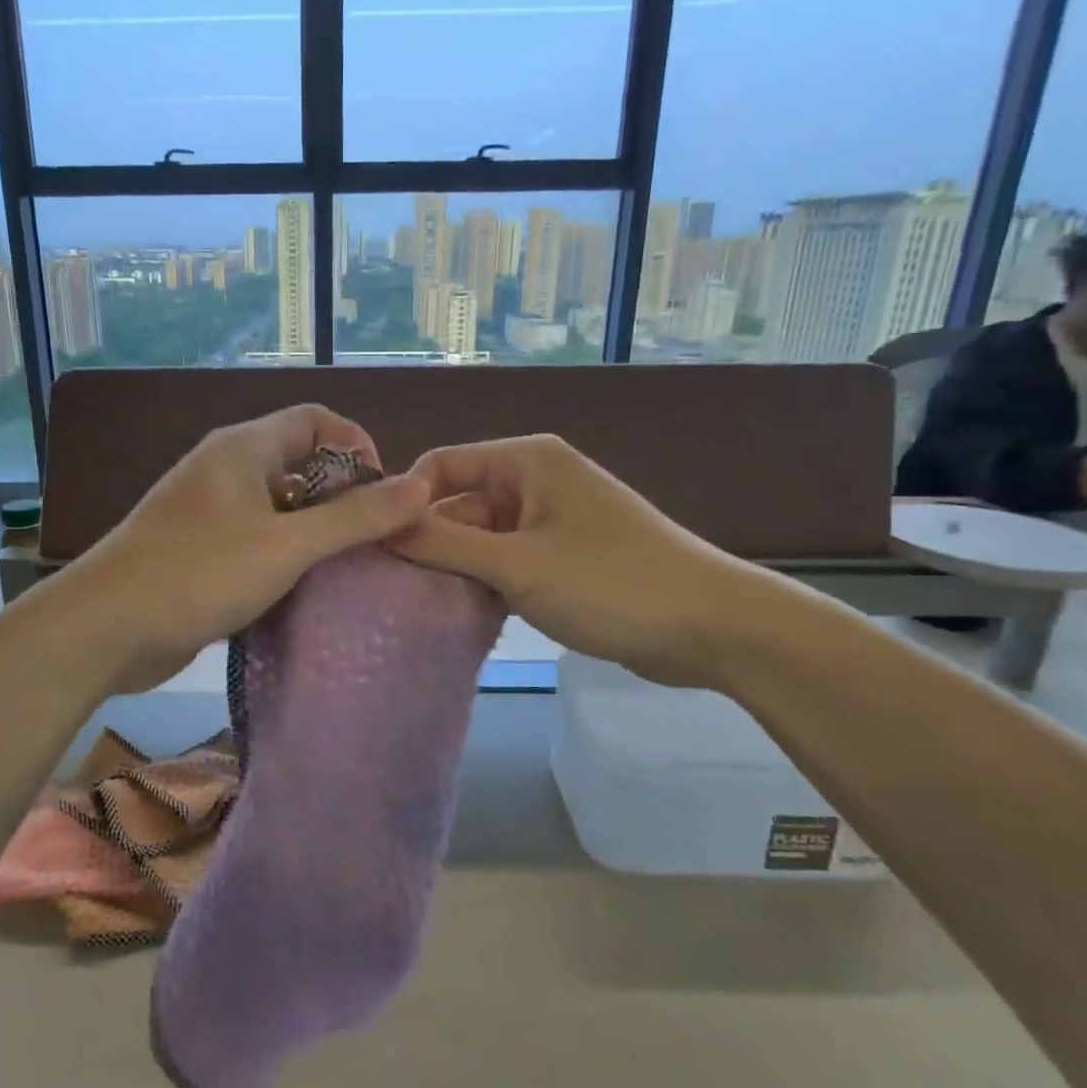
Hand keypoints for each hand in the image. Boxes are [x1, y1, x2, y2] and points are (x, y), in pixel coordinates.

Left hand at [60, 405, 429, 694]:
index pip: (316, 419)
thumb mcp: (287, 545)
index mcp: (244, 447)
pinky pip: (254, 536)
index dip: (357, 446)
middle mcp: (225, 468)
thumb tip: (420, 486)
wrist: (104, 627)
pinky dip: (283, 552)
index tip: (384, 494)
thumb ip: (355, 518)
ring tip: (347, 565)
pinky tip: (301, 586)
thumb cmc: (199, 573)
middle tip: (372, 536)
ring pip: (277, 503)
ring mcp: (207, 509)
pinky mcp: (197, 548)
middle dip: (341, 492)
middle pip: (299, 460)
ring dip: (314, 527)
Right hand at [391, 435, 771, 687]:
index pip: (441, 465)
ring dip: (456, 567)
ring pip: (481, 536)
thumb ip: (443, 545)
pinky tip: (463, 613)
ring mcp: (551, 519)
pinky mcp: (563, 556)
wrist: (712, 627)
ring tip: (420, 605)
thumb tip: (379, 527)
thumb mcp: (517, 564)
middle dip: (429, 541)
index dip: (405, 501)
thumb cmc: (611, 583)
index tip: (375, 546)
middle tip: (392, 589)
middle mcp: (535, 480)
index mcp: (526, 460)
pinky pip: (506, 559)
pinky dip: (485, 581)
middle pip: (458, 503)